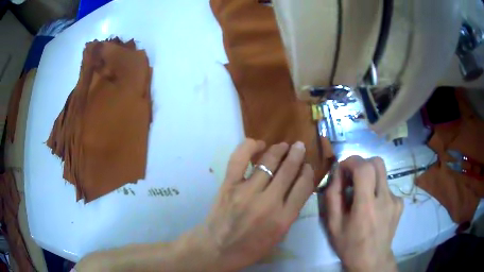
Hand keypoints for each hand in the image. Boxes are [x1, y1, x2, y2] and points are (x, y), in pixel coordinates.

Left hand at [196, 139, 314, 270]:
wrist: (216, 249)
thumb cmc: (249, 248)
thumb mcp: (278, 237)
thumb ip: (289, 213)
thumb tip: (295, 188)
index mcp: (283, 219)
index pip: (303, 187)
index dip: (308, 172)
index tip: (307, 166)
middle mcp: (269, 202)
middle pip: (288, 171)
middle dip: (297, 154)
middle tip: (299, 146)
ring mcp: (247, 192)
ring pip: (268, 162)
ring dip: (278, 149)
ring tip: (284, 145)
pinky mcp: (229, 185)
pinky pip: (239, 159)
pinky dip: (249, 147)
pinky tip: (258, 144)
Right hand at [321, 156, 402, 271]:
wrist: (372, 260)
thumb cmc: (349, 245)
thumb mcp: (333, 224)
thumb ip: (333, 196)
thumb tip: (337, 172)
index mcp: (366, 206)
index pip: (364, 168)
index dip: (351, 161)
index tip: (343, 168)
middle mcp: (385, 199)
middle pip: (377, 162)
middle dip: (362, 164)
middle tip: (353, 177)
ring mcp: (395, 200)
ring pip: (383, 173)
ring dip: (370, 177)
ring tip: (363, 196)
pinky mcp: (400, 203)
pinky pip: (388, 186)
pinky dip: (378, 190)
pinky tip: (374, 207)